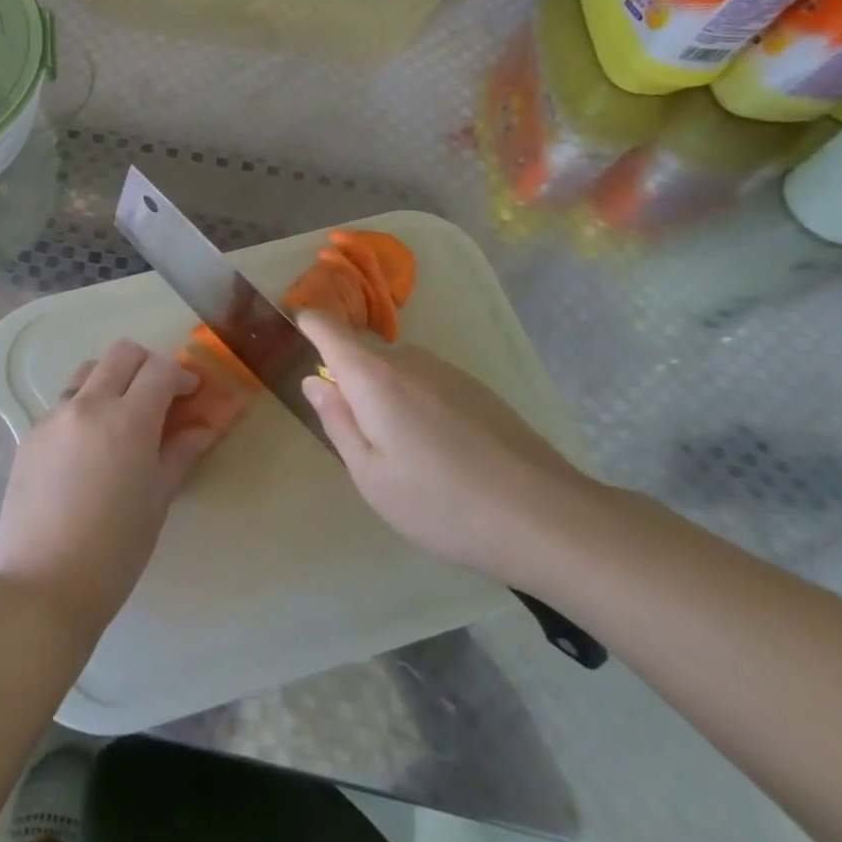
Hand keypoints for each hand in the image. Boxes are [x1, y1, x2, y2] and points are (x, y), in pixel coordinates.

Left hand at [0, 340, 217, 640]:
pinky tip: (89, 448)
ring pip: (87, 371)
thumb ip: (180, 454)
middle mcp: (88, 405)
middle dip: (148, 364)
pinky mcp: (30, 434)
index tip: (191, 393)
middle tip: (160, 395)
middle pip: (122, 354)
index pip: (160, 370)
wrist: (43, 586)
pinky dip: (85, 407)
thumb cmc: (114, 551)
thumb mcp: (157, 501)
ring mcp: (53, 416)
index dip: (181, 375)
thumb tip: (201, 428)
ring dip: (112, 379)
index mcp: (127, 421)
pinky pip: (64, 403)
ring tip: (122, 415)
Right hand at [298, 310, 598, 582]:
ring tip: (413, 464)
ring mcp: (447, 371)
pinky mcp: (477, 388)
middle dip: (353, 389)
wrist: (545, 517)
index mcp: (373, 376)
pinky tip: (447, 460)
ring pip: (397, 375)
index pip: (328, 328)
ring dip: (389, 404)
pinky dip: (420, 411)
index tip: (296, 331)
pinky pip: (428, 387)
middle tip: (367, 449)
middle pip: (363, 359)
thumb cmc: (441, 503)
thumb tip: (316, 380)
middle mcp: (408, 360)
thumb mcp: (371, 476)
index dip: (308, 324)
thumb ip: (337, 422)